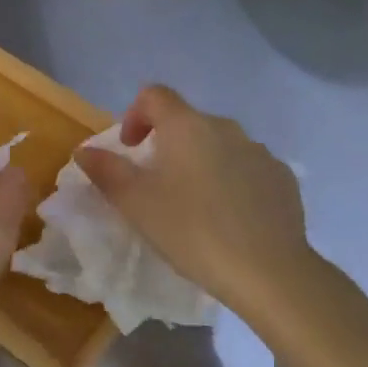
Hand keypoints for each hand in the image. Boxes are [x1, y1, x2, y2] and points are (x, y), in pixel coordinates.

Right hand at [76, 84, 330, 340]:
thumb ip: (105, 171)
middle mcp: (225, 128)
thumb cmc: (191, 230)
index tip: (129, 149)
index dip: (134, 115)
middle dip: (167, 144)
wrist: (269, 271)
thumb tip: (84, 150)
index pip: (154, 95)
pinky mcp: (283, 179)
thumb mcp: (135, 203)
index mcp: (186, 126)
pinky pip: (248, 168)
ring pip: (219, 145)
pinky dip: (232, 181)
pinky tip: (229, 217)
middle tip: (156, 184)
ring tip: (194, 205)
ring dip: (200, 163)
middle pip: (187, 121)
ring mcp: (259, 152)